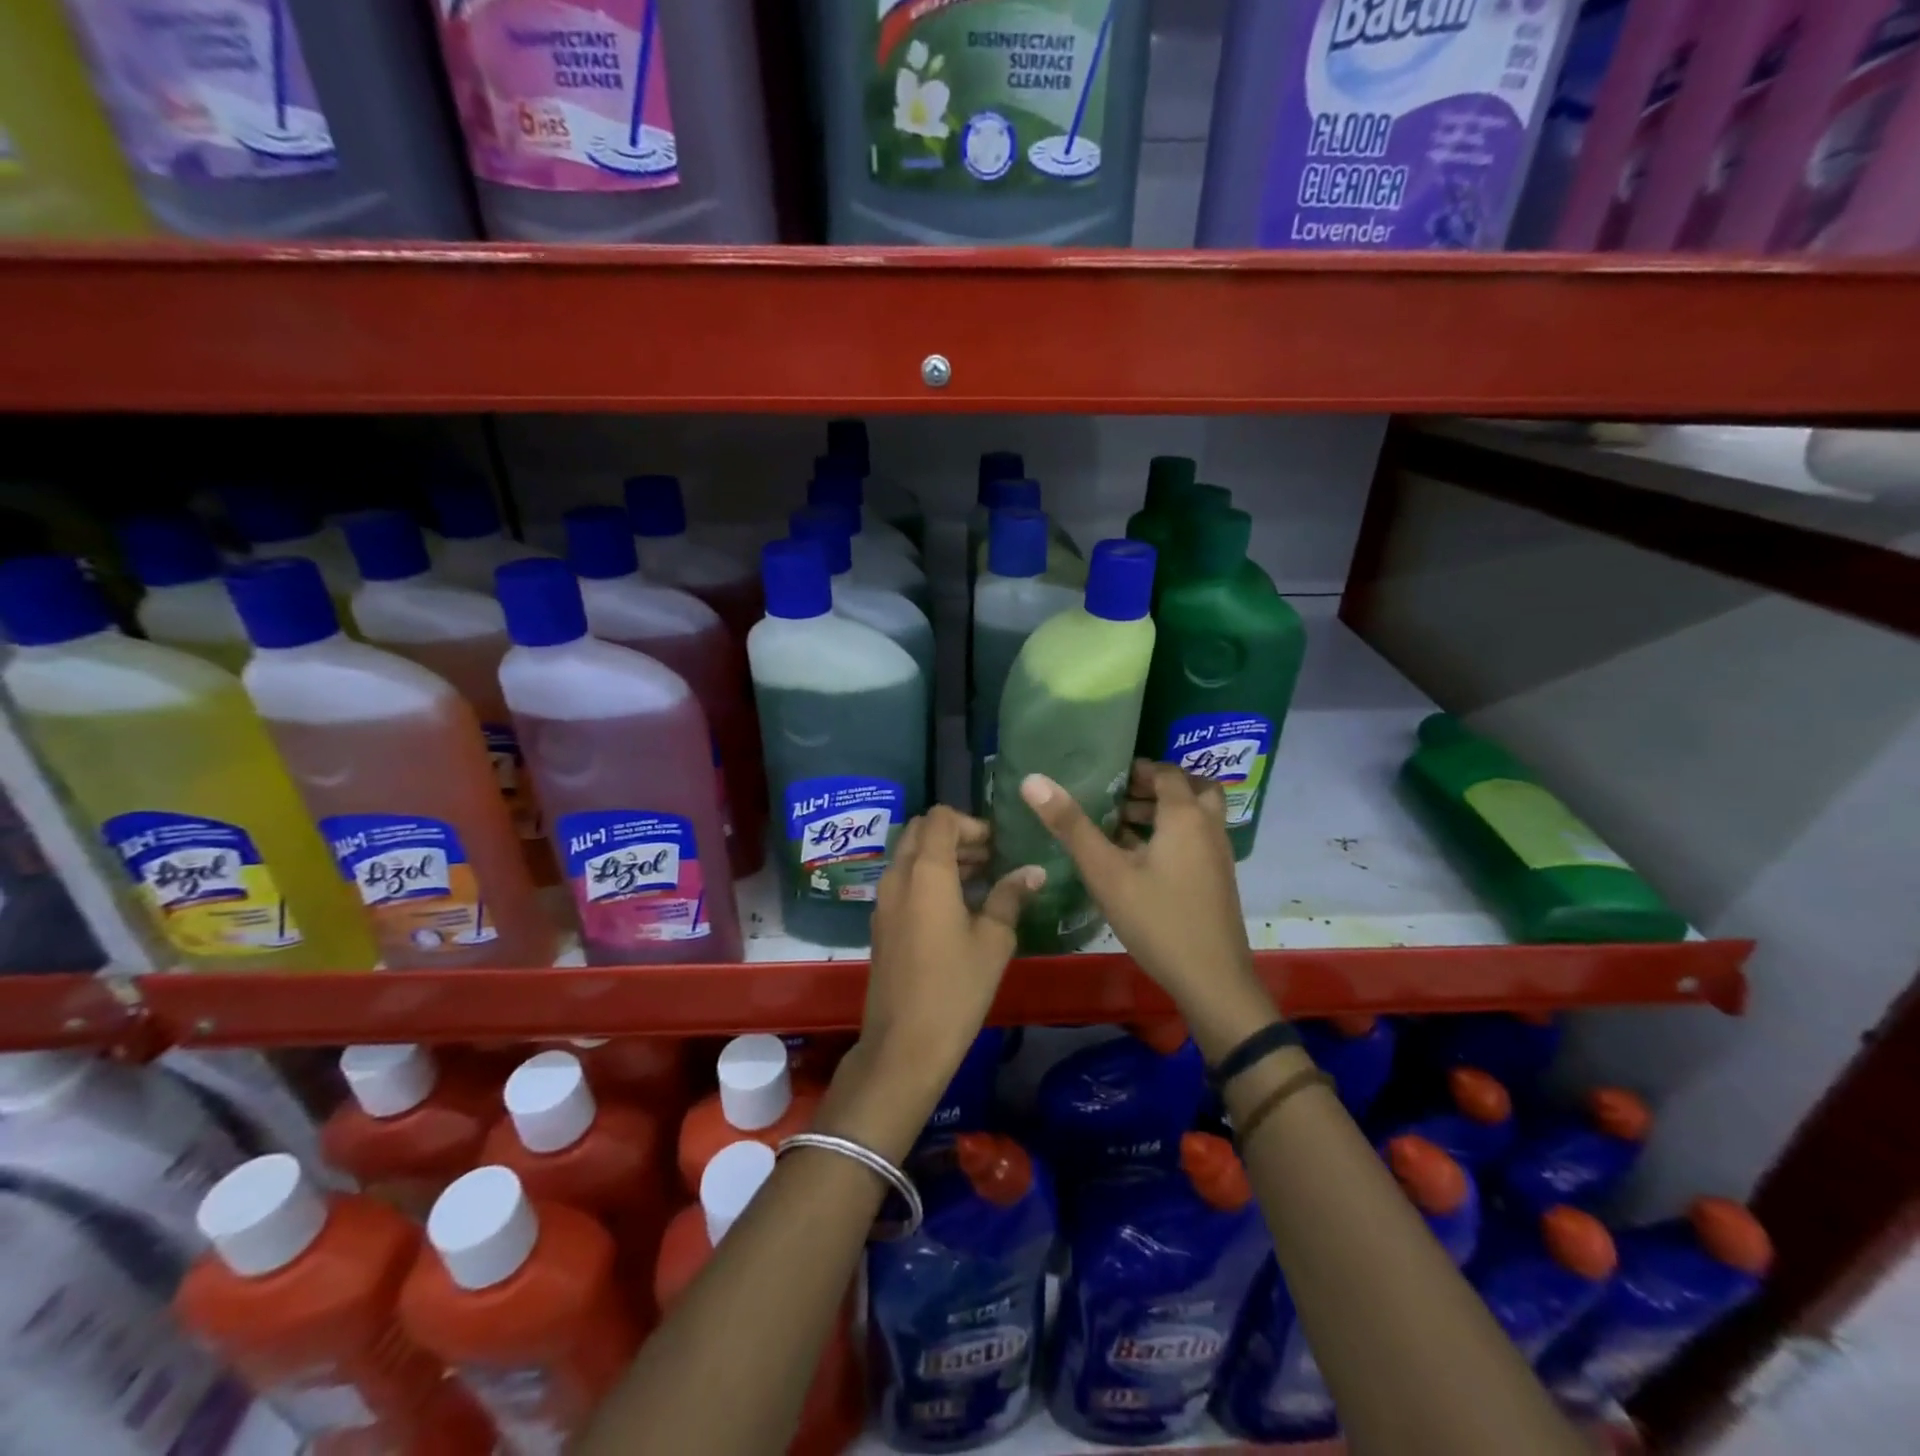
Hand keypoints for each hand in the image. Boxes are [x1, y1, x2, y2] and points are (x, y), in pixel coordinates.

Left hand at [830, 808, 1042, 1152]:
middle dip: (954, 835)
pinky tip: (955, 906)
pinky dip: (926, 877)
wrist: (904, 1044)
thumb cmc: (956, 988)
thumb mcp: (994, 940)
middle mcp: (898, 877)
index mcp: (926, 872)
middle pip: (919, 831)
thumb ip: (1010, 897)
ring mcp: (883, 901)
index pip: (940, 818)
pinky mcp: (881, 923)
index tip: (996, 846)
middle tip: (988, 858)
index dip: (970, 823)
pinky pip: (902, 881)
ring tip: (979, 880)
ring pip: (908, 856)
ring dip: (940, 856)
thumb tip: (1032, 871)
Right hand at [1018, 762, 1267, 1054]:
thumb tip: (1033, 780)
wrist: (1212, 980)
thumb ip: (1071, 826)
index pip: (1167, 773)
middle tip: (1119, 798)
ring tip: (1120, 827)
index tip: (1107, 777)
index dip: (1138, 770)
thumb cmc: (1157, 919)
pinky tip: (1139, 862)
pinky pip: (1196, 840)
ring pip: (1195, 817)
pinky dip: (1172, 836)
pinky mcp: (1217, 880)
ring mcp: (1218, 856)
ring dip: (1163, 813)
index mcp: (1185, 816)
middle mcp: (1208, 828)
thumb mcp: (1106, 872)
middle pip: (1190, 789)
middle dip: (1155, 788)